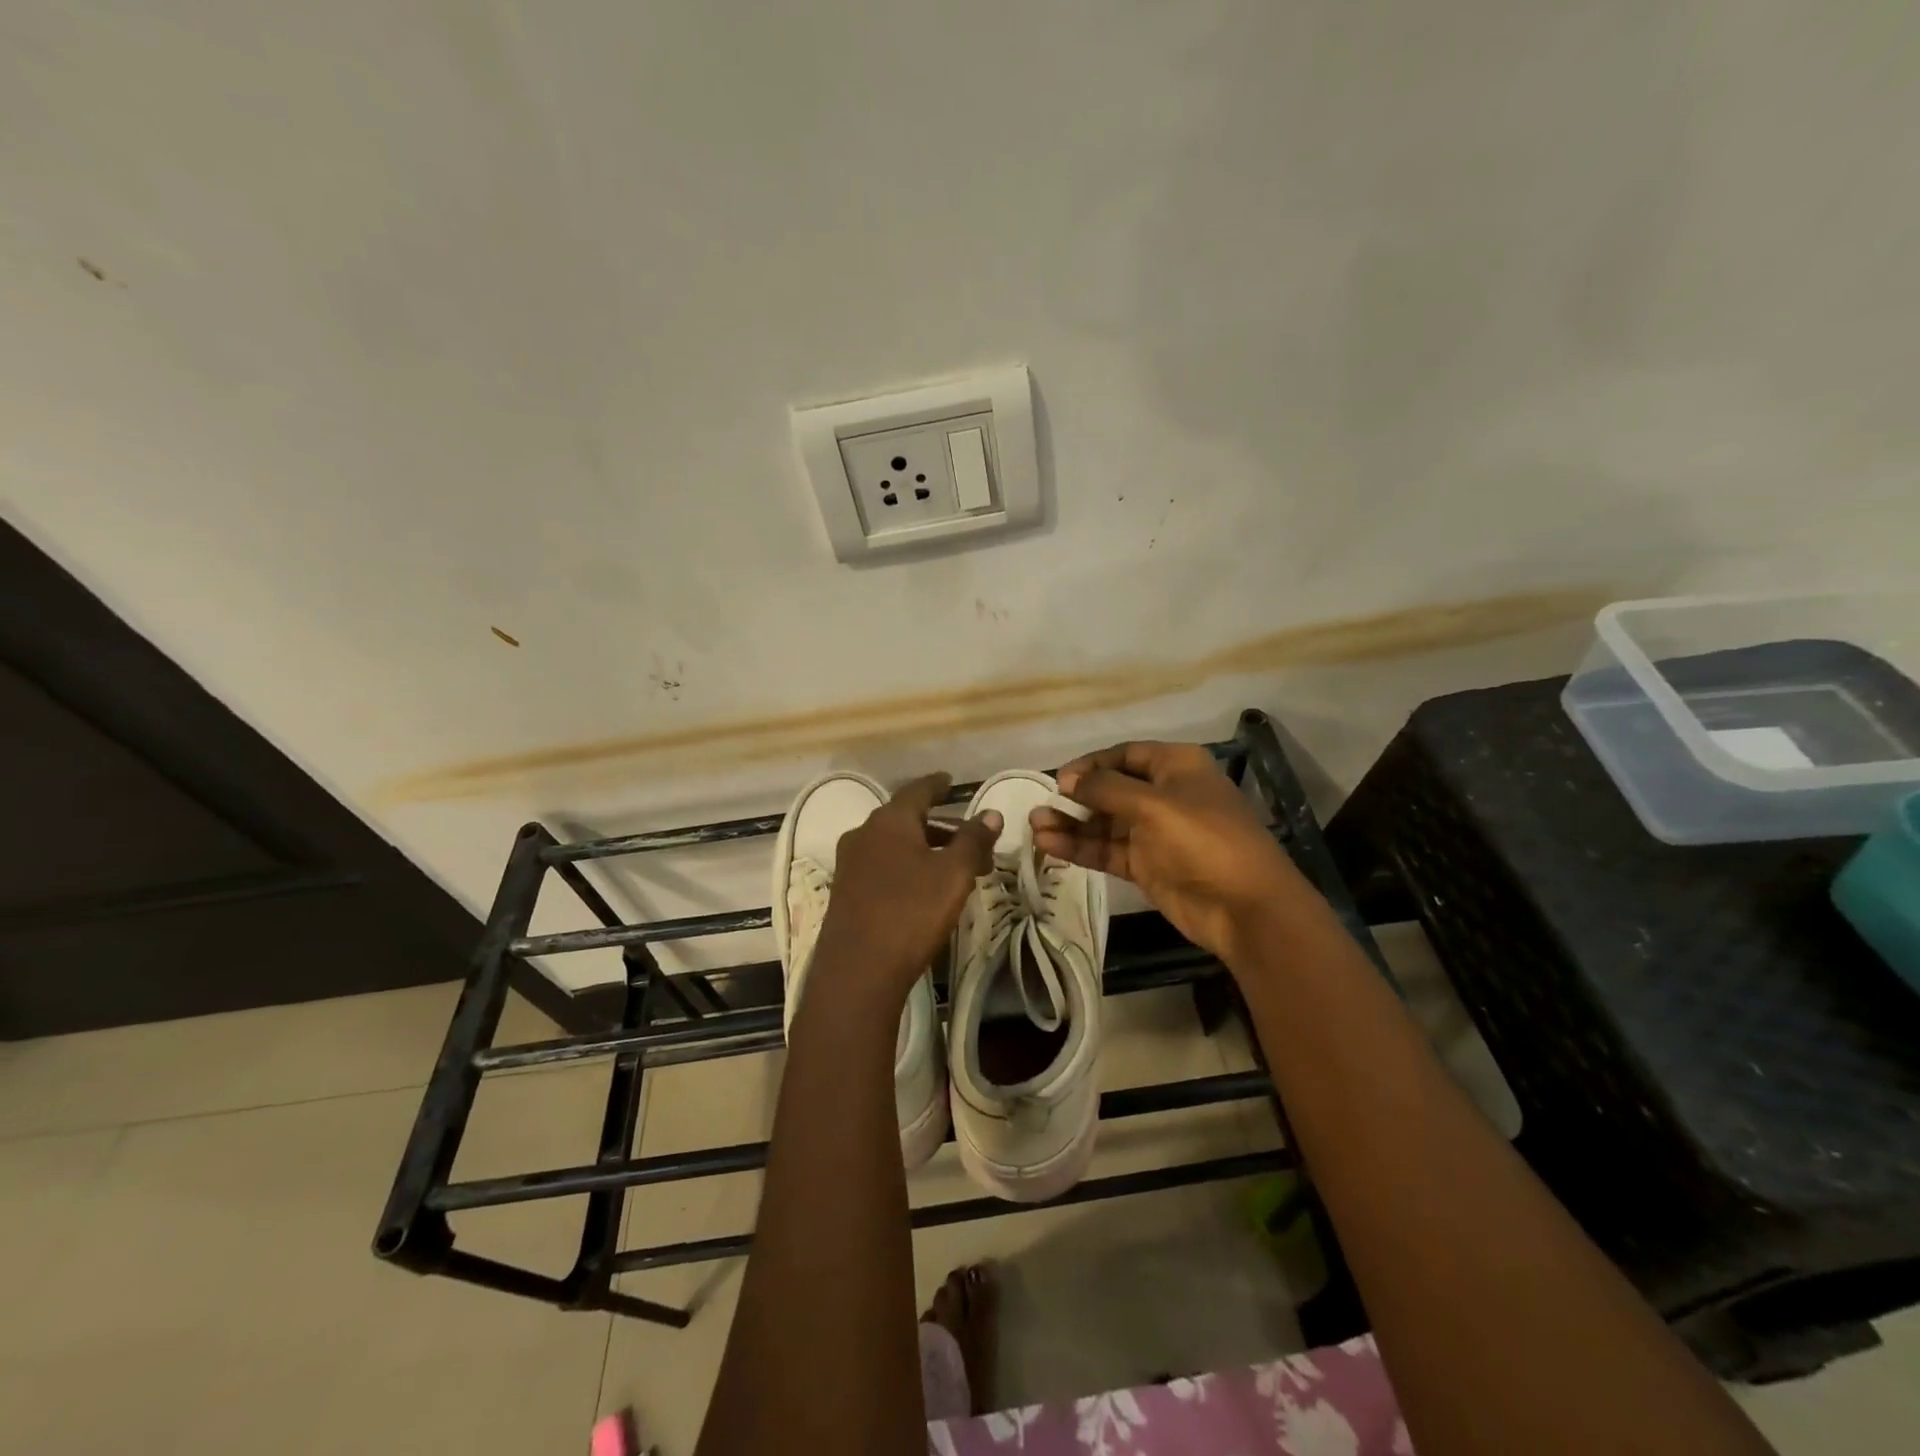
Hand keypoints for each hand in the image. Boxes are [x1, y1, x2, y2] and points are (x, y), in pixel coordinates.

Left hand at [810, 773, 1000, 1011]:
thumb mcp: (954, 874)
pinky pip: (882, 866)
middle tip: (970, 840)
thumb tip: (991, 813)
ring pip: (894, 845)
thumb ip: (974, 840)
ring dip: (925, 849)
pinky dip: (906, 867)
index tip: (950, 782)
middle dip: (940, 827)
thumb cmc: (911, 912)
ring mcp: (850, 864)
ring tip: (954, 870)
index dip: (937, 785)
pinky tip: (923, 889)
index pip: (917, 791)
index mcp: (889, 820)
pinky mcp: (845, 892)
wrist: (857, 971)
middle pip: (906, 819)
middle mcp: (864, 834)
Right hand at [1029, 742, 1306, 962]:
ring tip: (1035, 828)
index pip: (1124, 755)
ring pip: (1104, 822)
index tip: (1060, 780)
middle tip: (1040, 807)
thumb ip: (1106, 789)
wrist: (1245, 907)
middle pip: (1110, 789)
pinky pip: (1107, 849)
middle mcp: (1164, 794)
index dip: (1090, 765)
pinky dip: (1081, 847)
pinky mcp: (1147, 865)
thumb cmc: (1203, 840)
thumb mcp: (1153, 805)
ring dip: (1072, 824)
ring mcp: (1155, 832)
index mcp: (1176, 767)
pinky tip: (1050, 846)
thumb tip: (1068, 780)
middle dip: (1075, 798)